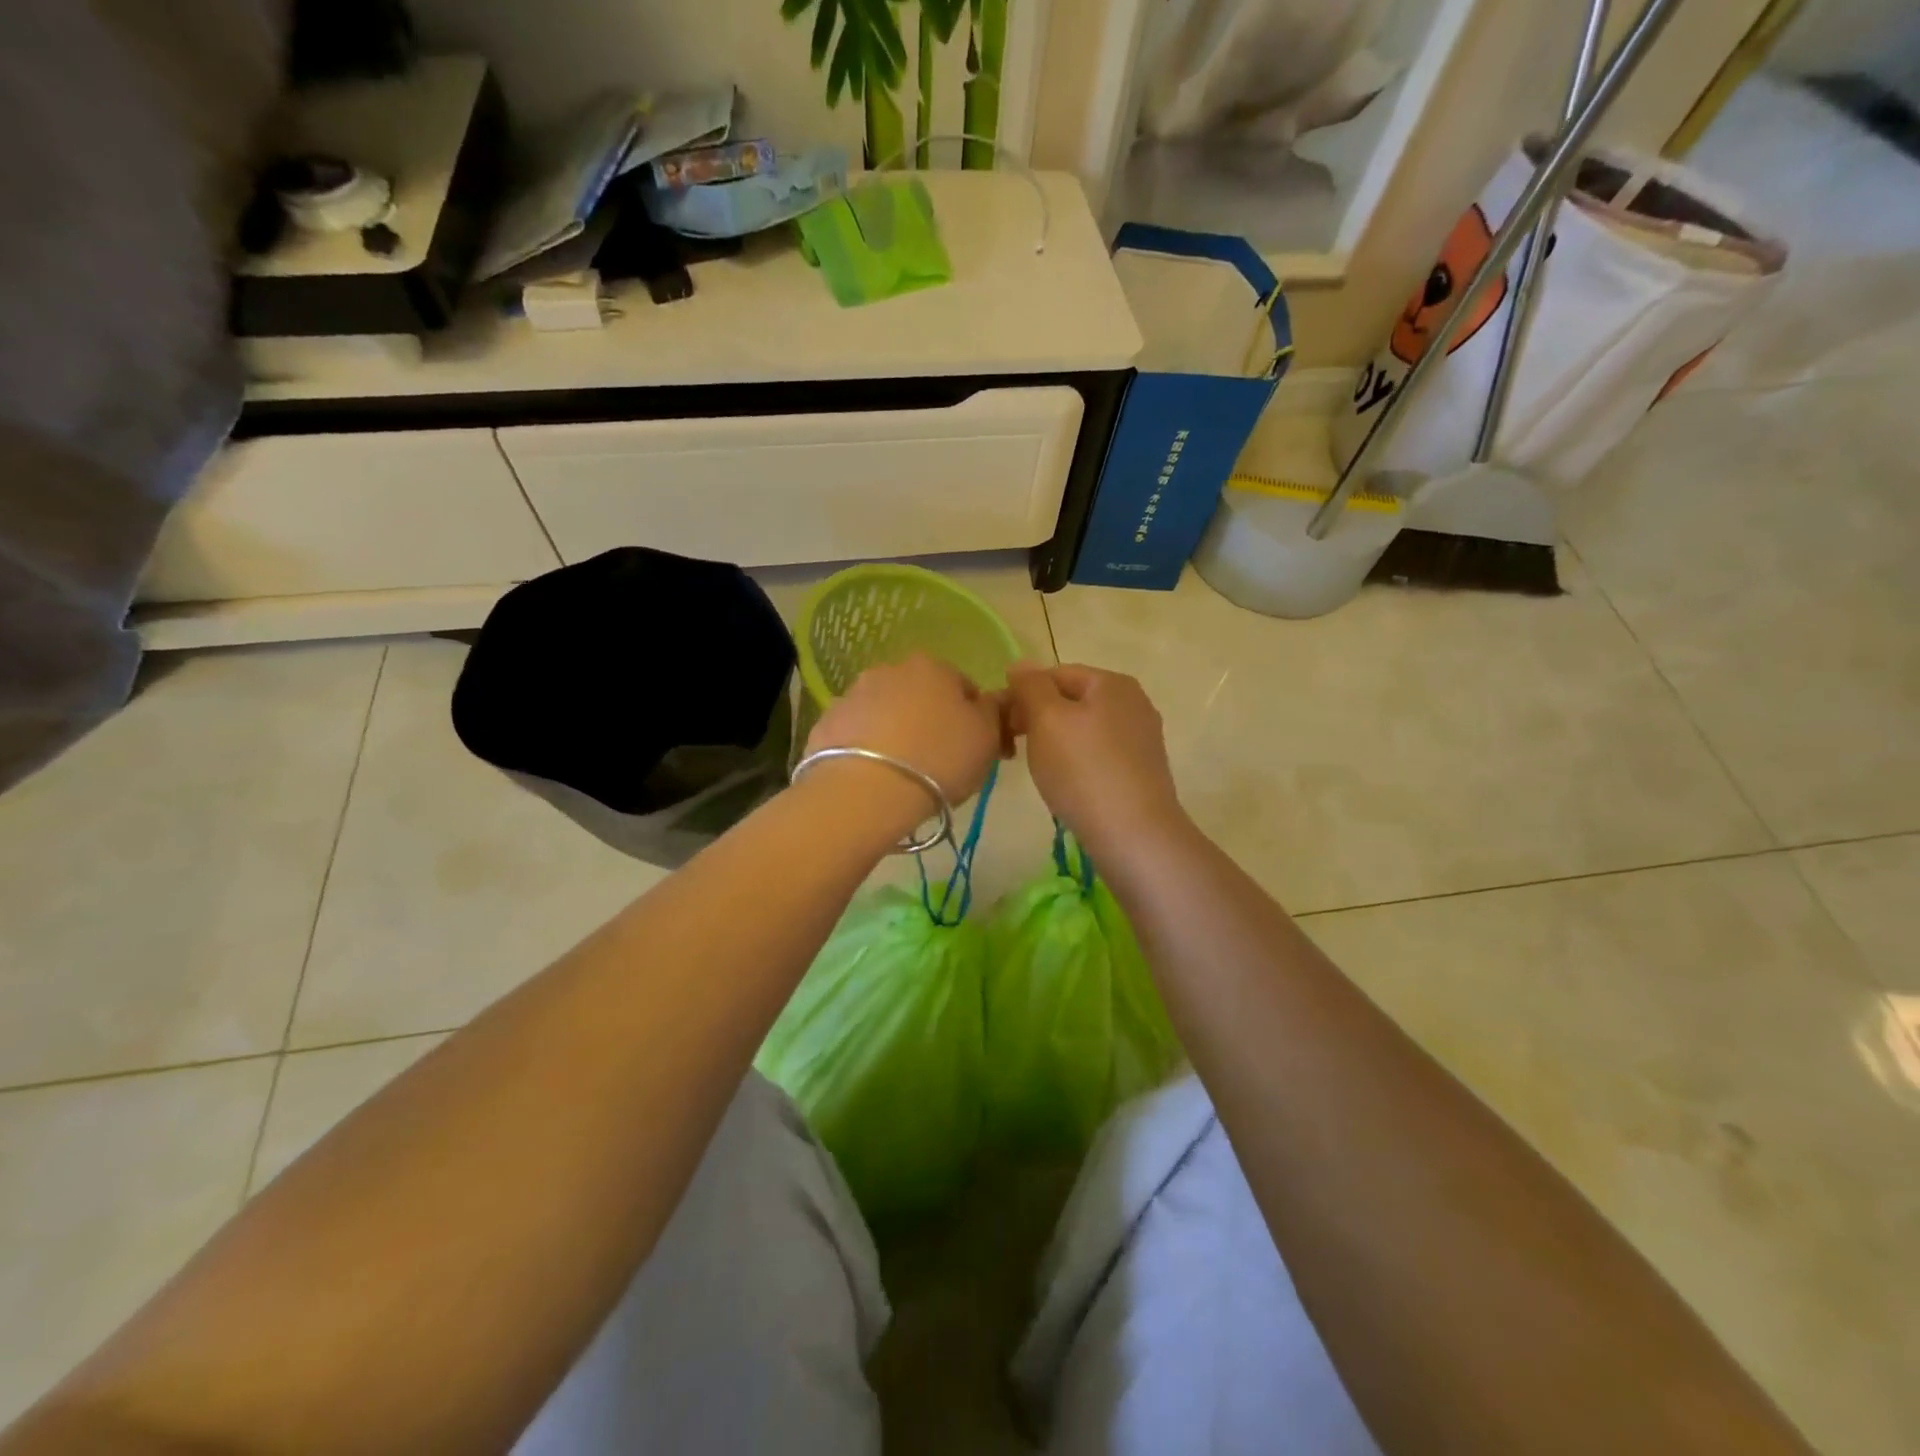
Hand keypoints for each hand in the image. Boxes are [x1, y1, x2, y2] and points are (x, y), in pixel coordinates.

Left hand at [804, 653, 1007, 834]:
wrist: (867, 791)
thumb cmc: (939, 759)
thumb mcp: (987, 738)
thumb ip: (993, 712)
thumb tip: (989, 702)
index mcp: (933, 667)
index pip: (963, 686)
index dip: (974, 718)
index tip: (974, 749)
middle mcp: (889, 670)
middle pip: (920, 695)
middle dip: (930, 720)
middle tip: (939, 762)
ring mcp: (852, 695)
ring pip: (885, 712)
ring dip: (895, 732)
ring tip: (902, 773)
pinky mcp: (825, 724)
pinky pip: (856, 734)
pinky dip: (865, 749)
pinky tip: (872, 777)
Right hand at [1006, 663, 1185, 856]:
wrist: (1133, 834)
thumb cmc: (1083, 770)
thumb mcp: (1047, 719)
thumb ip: (1031, 686)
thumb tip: (1020, 664)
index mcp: (1112, 682)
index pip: (1055, 674)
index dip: (1022, 694)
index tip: (1002, 725)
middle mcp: (1134, 703)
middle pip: (1072, 700)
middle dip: (1038, 718)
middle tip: (1013, 748)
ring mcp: (1141, 738)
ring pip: (1084, 729)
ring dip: (1055, 742)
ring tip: (1038, 769)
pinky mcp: (1142, 770)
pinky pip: (1098, 754)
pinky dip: (1077, 762)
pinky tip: (1067, 784)